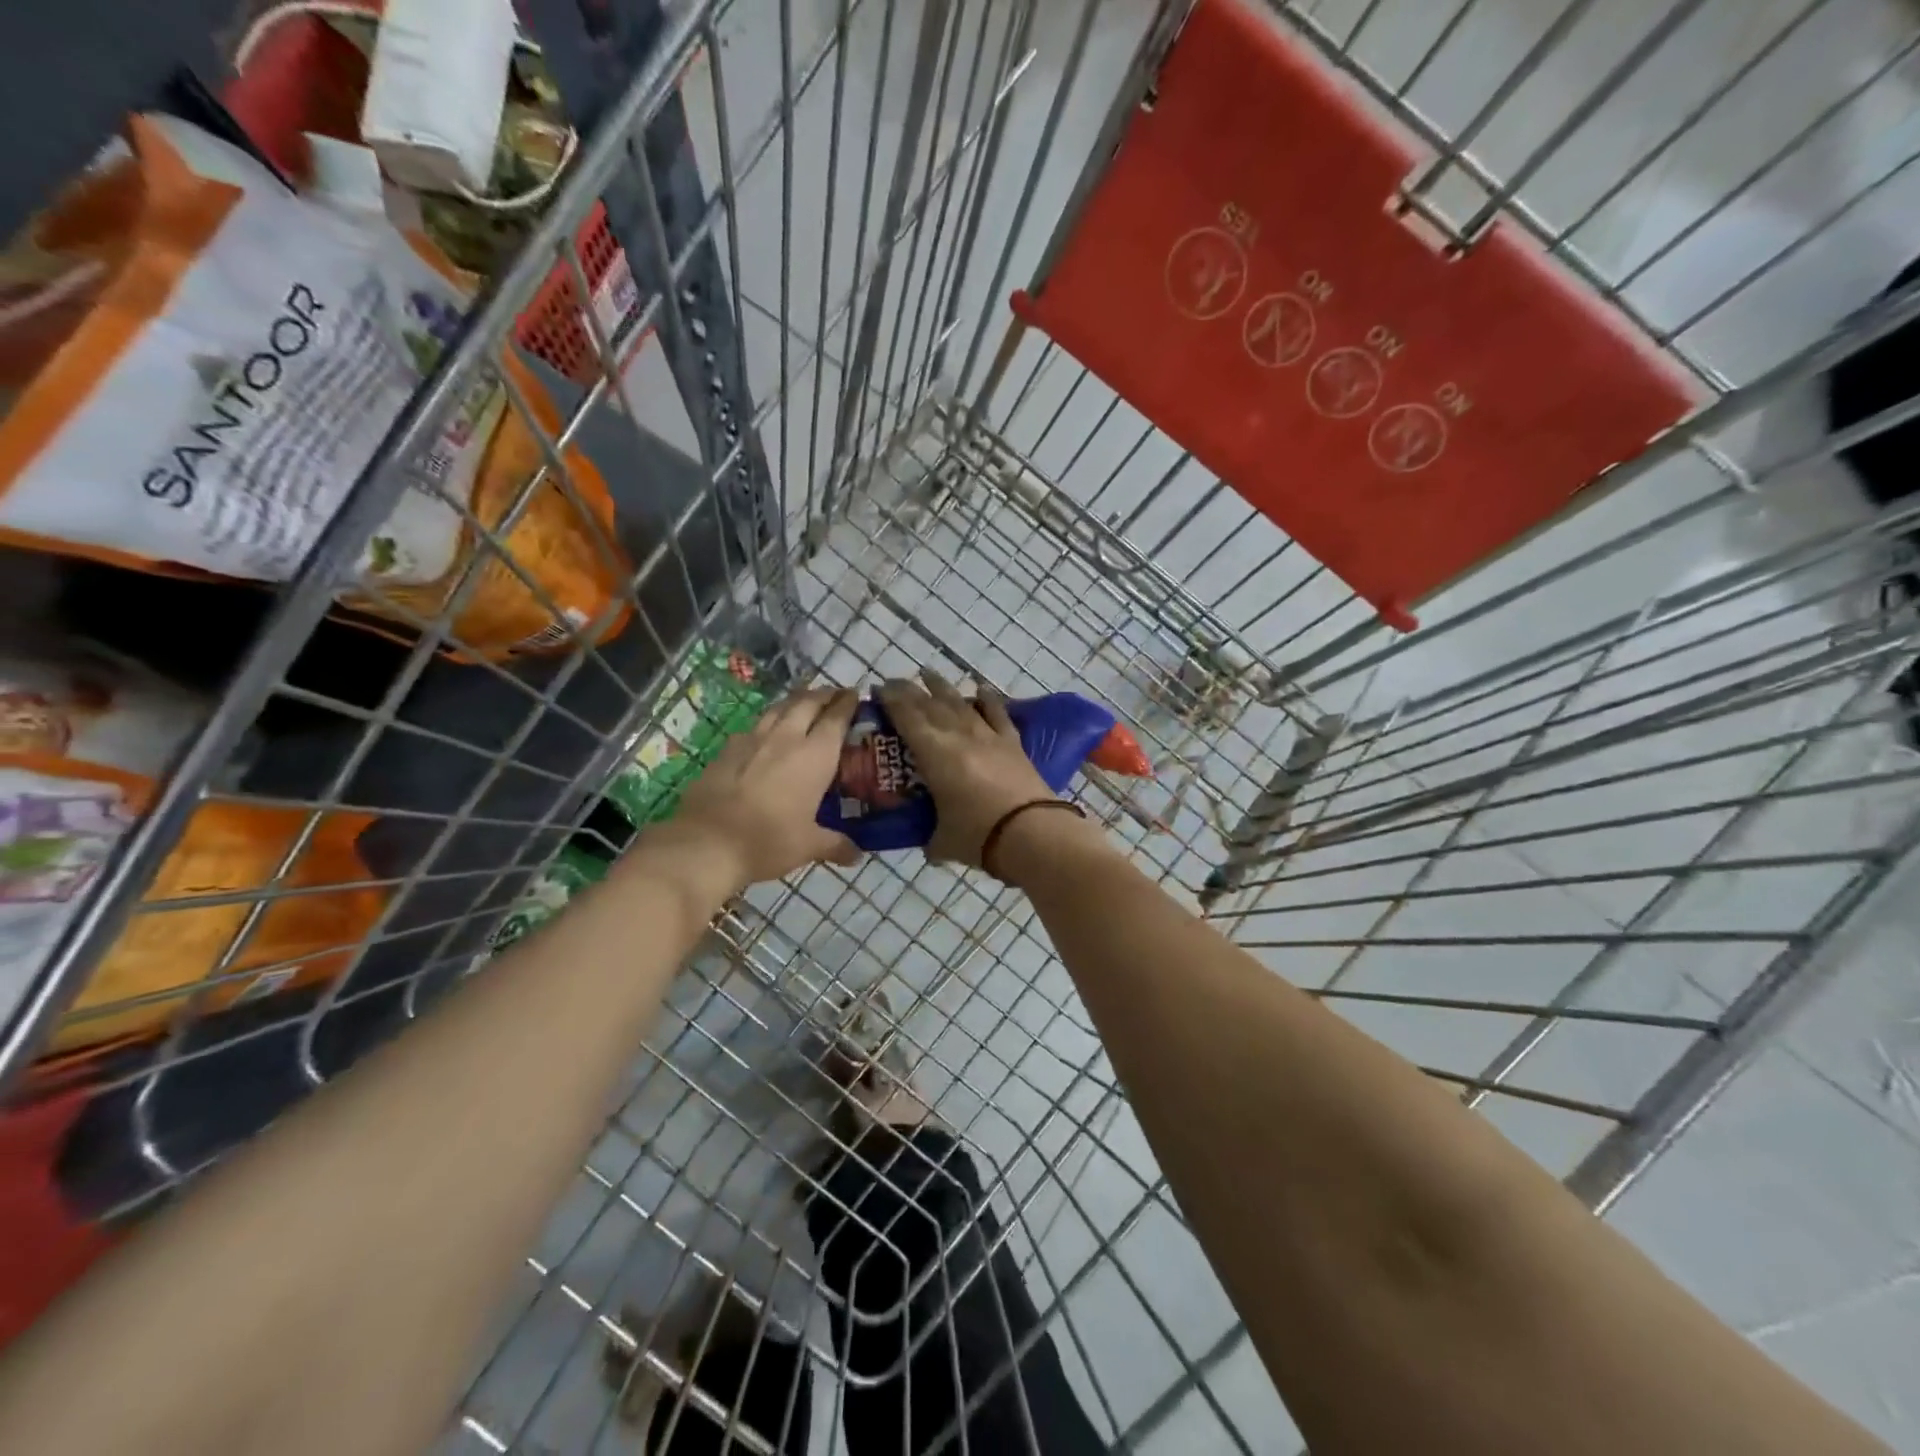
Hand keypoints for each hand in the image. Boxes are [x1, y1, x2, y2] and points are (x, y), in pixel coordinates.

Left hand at [670, 687, 862, 887]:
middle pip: (807, 702)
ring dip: (795, 701)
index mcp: (815, 755)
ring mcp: (753, 739)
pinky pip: (754, 726)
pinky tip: (766, 733)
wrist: (707, 842)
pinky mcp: (727, 749)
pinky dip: (768, 722)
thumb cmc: (768, 841)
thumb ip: (835, 844)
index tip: (855, 695)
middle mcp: (786, 738)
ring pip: (779, 708)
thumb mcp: (808, 846)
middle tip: (834, 695)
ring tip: (803, 703)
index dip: (847, 703)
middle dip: (823, 694)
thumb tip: (856, 855)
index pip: (836, 717)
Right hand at [876, 671, 1054, 866]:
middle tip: (894, 682)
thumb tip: (929, 846)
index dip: (890, 700)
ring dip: (942, 687)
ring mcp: (988, 736)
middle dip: (909, 690)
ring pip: (960, 703)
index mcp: (934, 754)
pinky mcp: (1012, 743)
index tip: (877, 688)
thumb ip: (931, 839)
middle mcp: (958, 736)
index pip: (906, 717)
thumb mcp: (943, 840)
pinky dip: (988, 699)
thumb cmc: (978, 835)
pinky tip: (981, 688)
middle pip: (930, 704)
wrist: (1031, 833)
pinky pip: (997, 714)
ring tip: (928, 674)